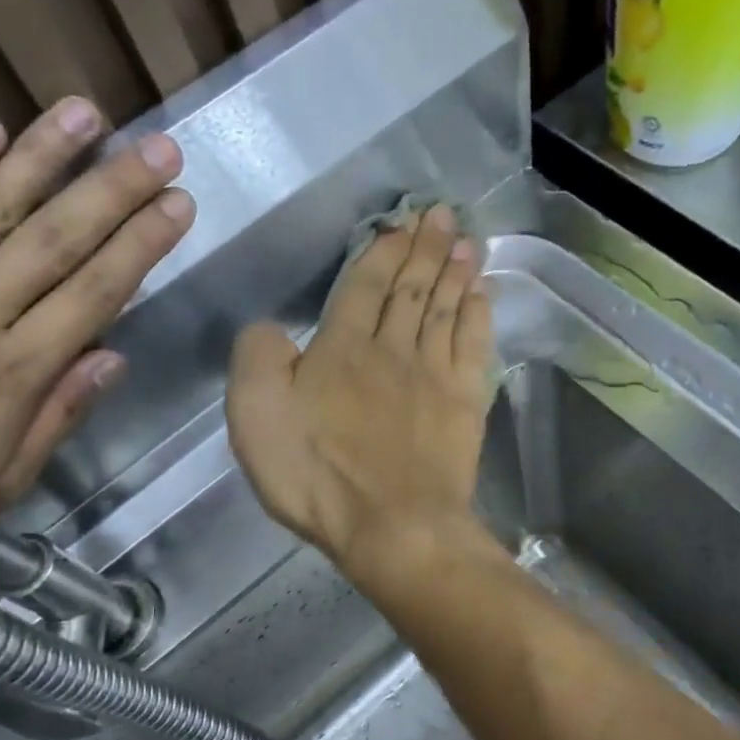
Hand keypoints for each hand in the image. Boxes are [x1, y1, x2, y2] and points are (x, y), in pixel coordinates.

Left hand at [0, 99, 193, 508]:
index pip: (96, 293)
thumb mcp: (1, 478)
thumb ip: (59, 416)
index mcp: (17, 372)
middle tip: (161, 148)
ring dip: (44, 156)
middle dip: (116, 190)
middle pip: (58, 240)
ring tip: (88, 113)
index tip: (178, 205)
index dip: (141, 245)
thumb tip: (114, 358)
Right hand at [227, 204, 492, 576]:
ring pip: (447, 309)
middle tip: (444, 214)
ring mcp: (435, 376)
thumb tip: (271, 328)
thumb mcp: (256, 414)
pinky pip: (474, 346)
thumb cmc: (317, 475)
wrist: (392, 525)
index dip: (383, 250)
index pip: (365, 285)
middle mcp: (394, 349)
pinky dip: (479, 316)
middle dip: (426, 247)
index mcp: (343, 347)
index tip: (401, 222)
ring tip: (467, 241)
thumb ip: (259, 358)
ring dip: (456, 272)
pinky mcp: (464, 405)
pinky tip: (483, 295)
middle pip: (412, 288)